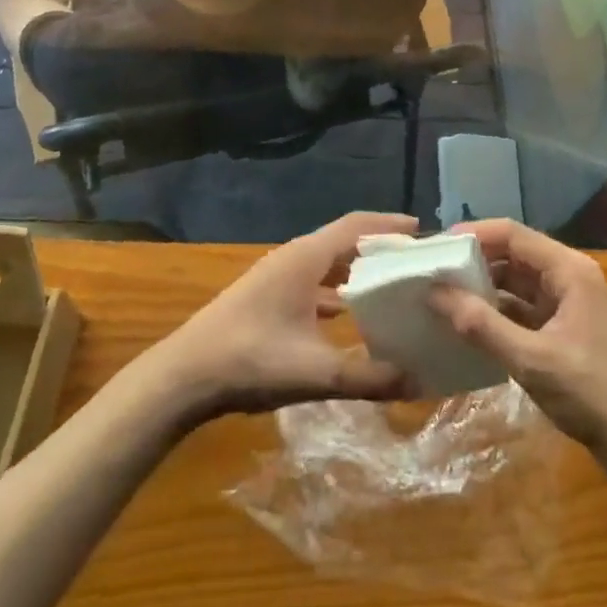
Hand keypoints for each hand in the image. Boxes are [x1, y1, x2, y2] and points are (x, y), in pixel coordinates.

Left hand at [148, 212, 419, 419]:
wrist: (184, 376)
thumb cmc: (250, 360)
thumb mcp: (315, 372)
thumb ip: (367, 377)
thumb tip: (418, 381)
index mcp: (305, 259)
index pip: (355, 226)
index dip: (388, 225)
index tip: (422, 231)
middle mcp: (292, 259)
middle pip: (342, 241)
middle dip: (378, 247)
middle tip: (414, 261)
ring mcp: (275, 277)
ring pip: (325, 263)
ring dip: (355, 269)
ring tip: (389, 285)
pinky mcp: (265, 298)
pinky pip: (311, 283)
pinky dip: (335, 290)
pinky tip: (346, 315)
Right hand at [428, 219, 606, 474]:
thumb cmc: (591, 392)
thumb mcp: (531, 360)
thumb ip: (482, 325)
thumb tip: (436, 294)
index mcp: (568, 270)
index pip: (513, 234)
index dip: (474, 234)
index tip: (436, 246)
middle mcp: (568, 276)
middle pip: (514, 254)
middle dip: (474, 260)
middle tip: (433, 270)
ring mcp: (567, 302)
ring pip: (516, 281)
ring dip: (483, 286)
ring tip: (442, 293)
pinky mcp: (563, 327)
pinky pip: (523, 306)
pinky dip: (497, 310)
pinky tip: (468, 322)